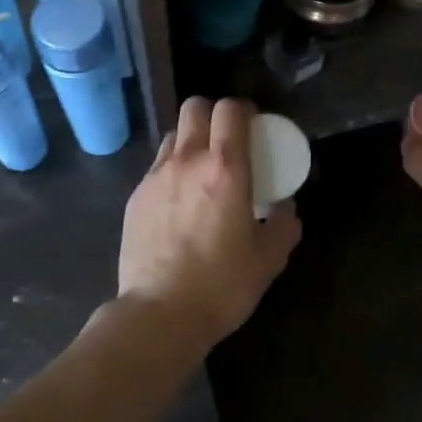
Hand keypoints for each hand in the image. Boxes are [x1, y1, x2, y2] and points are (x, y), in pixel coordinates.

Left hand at [118, 97, 301, 349]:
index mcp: (225, 169)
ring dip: (190, 140)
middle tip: (226, 139)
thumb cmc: (221, 285)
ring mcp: (155, 177)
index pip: (229, 110)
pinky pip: (157, 168)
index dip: (242, 109)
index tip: (253, 125)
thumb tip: (286, 208)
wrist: (159, 314)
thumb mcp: (268, 259)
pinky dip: (171, 170)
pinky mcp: (135, 197)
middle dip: (212, 113)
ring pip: (173, 136)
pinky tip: (179, 201)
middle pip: (194, 108)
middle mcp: (187, 162)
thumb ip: (284, 226)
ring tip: (201, 169)